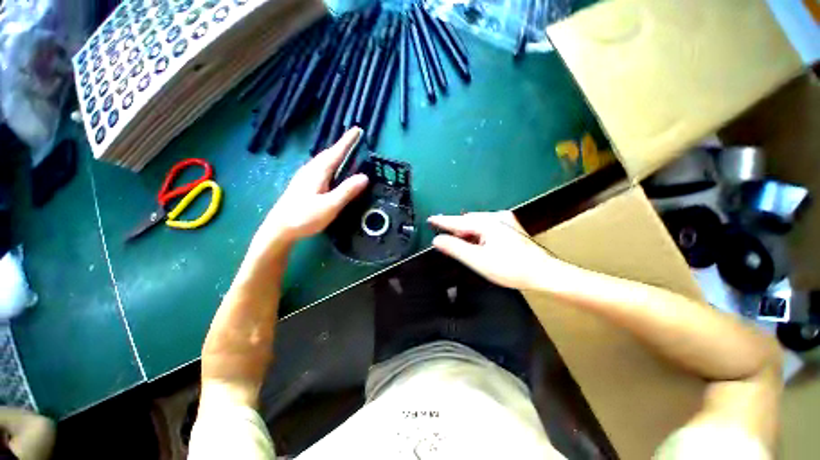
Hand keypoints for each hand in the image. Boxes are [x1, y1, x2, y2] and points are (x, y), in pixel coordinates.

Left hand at [257, 128, 368, 244]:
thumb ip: (347, 191)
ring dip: (335, 155)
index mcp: (317, 172)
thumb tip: (365, 177)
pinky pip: (320, 169)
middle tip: (355, 141)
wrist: (278, 229)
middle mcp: (310, 170)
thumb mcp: (330, 205)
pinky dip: (330, 165)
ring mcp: (305, 178)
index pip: (335, 152)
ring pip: (323, 161)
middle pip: (328, 154)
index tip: (357, 129)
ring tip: (346, 154)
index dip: (347, 141)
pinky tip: (332, 172)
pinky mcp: (303, 185)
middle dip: (342, 146)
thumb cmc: (304, 217)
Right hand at [428, 211, 565, 289]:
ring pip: (477, 224)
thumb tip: (437, 239)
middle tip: (444, 239)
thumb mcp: (478, 260)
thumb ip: (455, 248)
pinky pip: (486, 227)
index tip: (430, 219)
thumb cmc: (511, 268)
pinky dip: (477, 234)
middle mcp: (496, 217)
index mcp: (487, 223)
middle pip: (468, 221)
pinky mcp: (510, 228)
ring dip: (466, 232)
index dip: (442, 221)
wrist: (545, 274)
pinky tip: (477, 243)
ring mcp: (505, 221)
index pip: (458, 221)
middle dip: (455, 229)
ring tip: (459, 243)